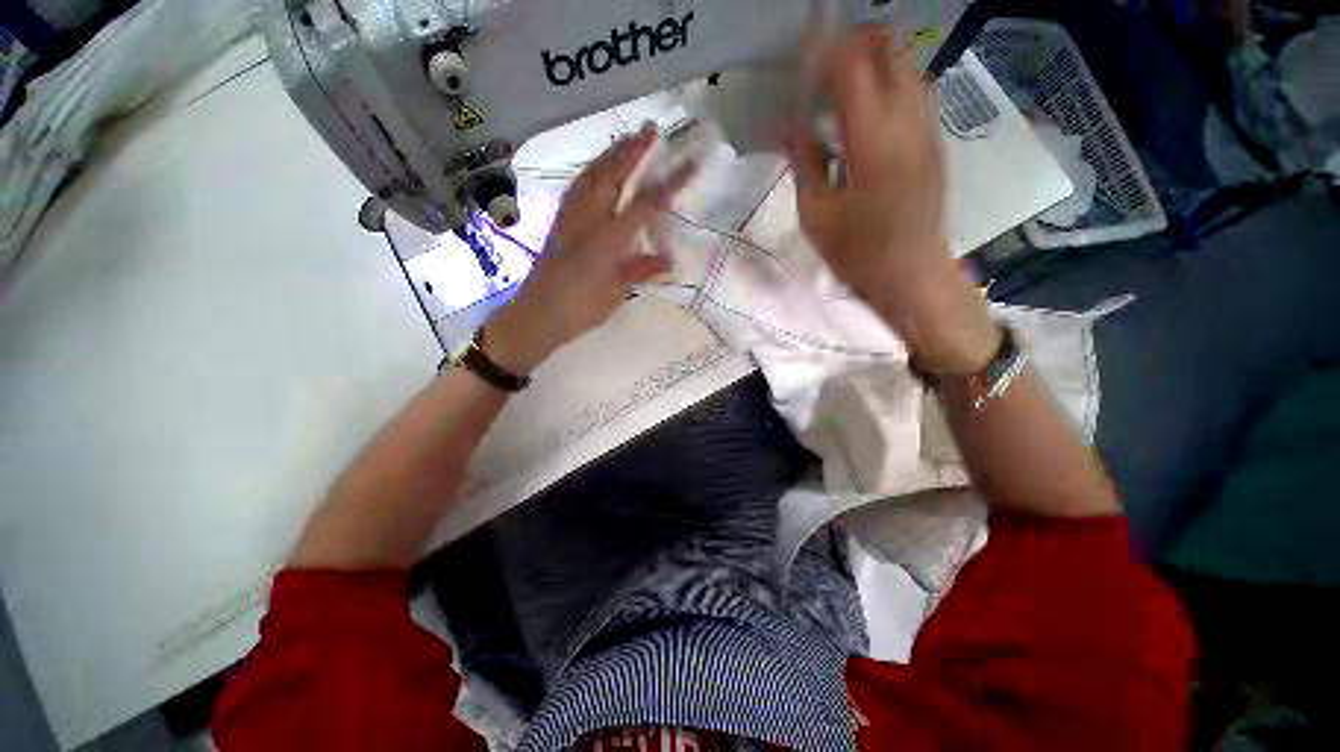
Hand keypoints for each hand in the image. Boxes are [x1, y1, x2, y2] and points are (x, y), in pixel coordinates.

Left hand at [486, 126, 688, 374]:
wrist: (538, 314)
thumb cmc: (581, 308)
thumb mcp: (616, 293)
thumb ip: (641, 271)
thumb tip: (668, 260)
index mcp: (610, 239)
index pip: (646, 204)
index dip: (670, 184)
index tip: (690, 164)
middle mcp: (590, 220)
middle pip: (614, 176)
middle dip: (634, 151)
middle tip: (649, 127)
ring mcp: (571, 217)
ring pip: (591, 176)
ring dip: (609, 155)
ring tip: (624, 139)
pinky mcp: (559, 222)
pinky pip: (576, 188)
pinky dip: (589, 173)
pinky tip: (593, 171)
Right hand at [790, 28, 998, 372]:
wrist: (913, 275)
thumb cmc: (858, 254)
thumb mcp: (816, 216)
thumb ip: (805, 164)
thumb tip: (793, 128)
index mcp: (871, 140)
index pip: (852, 68)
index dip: (827, 49)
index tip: (805, 46)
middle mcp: (907, 122)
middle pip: (889, 52)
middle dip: (856, 44)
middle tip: (825, 64)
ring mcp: (927, 129)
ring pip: (908, 67)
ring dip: (877, 62)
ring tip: (846, 81)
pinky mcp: (935, 142)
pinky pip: (917, 93)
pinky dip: (892, 84)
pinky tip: (872, 108)